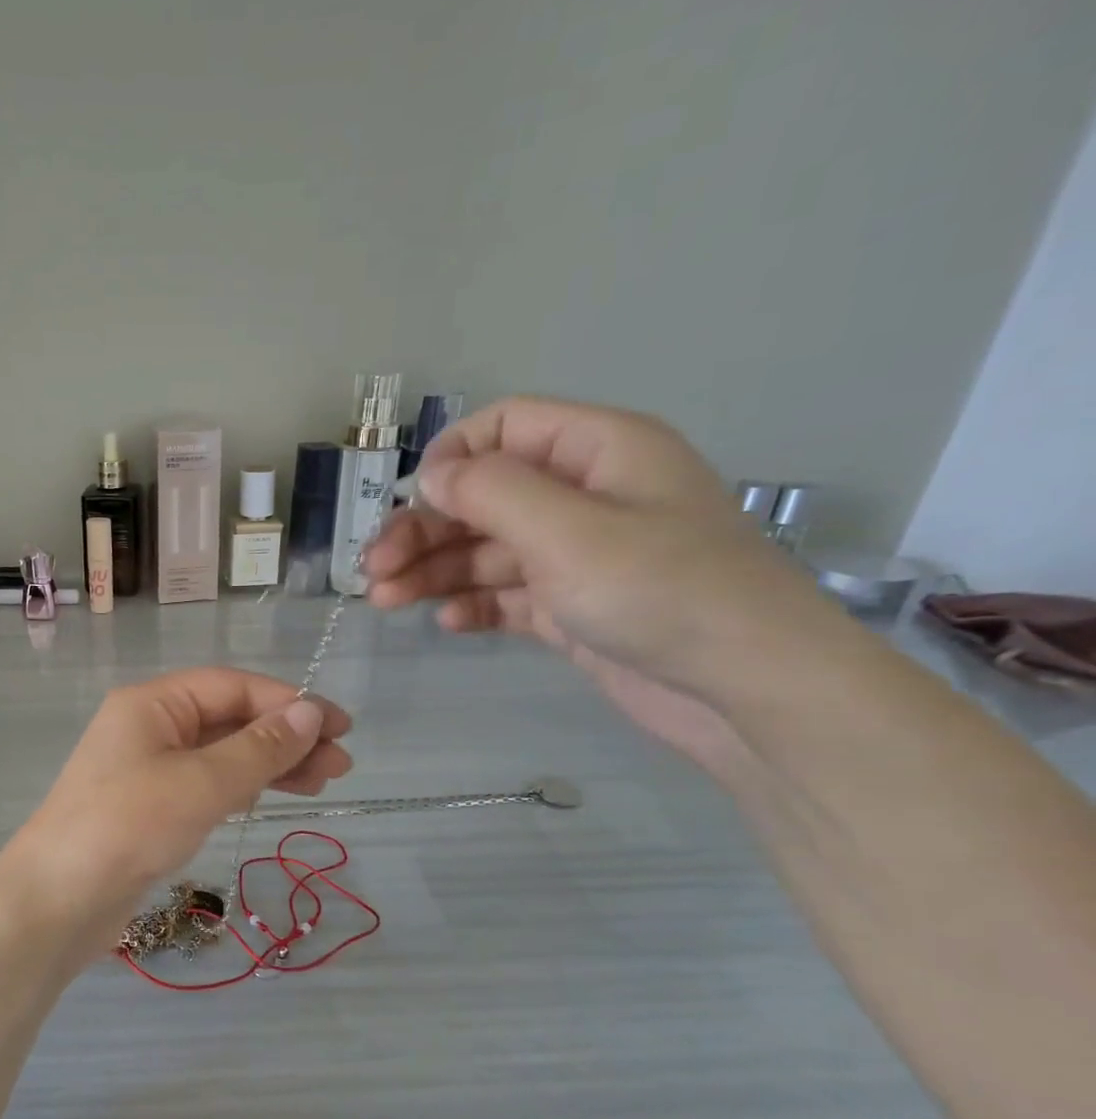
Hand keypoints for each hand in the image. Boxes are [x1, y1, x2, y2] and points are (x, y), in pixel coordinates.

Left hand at [1, 669, 352, 955]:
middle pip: (229, 719)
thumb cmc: (127, 827)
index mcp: (153, 703)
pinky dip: (241, 787)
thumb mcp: (201, 783)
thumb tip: (311, 714)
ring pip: (221, 754)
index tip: (339, 726)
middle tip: (341, 764)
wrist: (56, 902)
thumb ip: (259, 749)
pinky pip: (206, 785)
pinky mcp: (150, 808)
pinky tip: (273, 796)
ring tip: (324, 782)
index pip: (232, 687)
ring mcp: (148, 769)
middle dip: (286, 737)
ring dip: (270, 764)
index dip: (289, 702)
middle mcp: (149, 727)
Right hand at [364, 397, 843, 768]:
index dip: (451, 457)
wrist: (745, 690)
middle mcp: (584, 496)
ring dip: (434, 571)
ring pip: (486, 550)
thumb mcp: (569, 531)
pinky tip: (447, 623)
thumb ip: (492, 493)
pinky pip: (507, 595)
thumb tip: (433, 472)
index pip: (505, 428)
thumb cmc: (662, 591)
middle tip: (374, 571)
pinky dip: (473, 604)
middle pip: (483, 497)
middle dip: (425, 530)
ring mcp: (577, 556)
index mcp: (597, 451)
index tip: (412, 502)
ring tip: (386, 602)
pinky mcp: (572, 608)